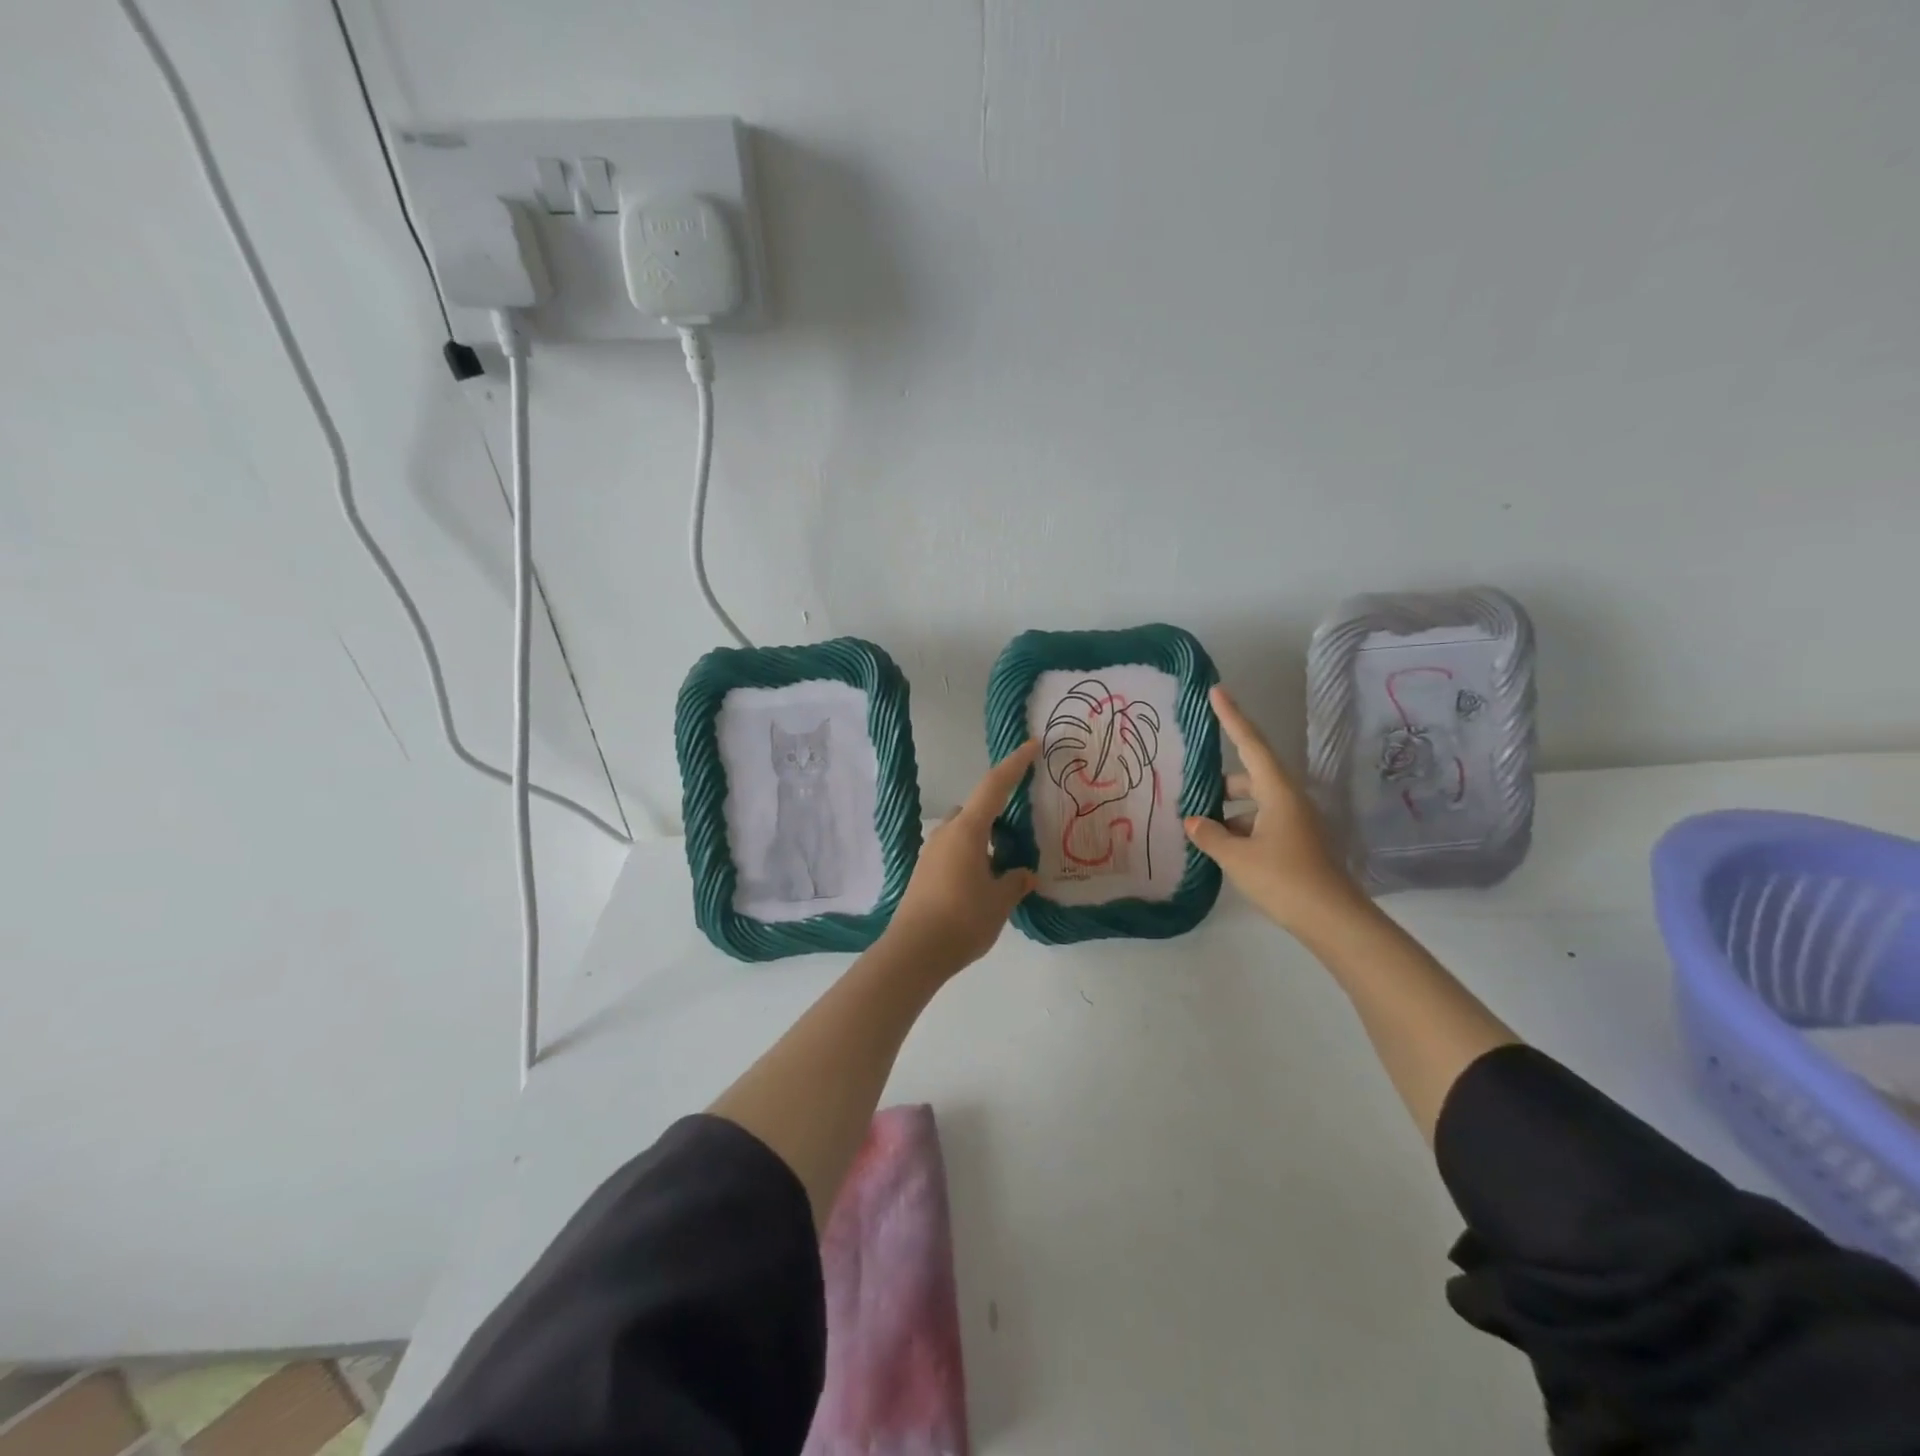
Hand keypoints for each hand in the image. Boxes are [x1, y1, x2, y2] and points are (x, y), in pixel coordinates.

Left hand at [883, 740, 1040, 974]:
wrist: (914, 952)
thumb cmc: (962, 920)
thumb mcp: (999, 901)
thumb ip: (1015, 882)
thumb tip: (1022, 873)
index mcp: (968, 830)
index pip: (994, 786)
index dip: (1015, 764)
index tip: (1032, 745)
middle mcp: (947, 833)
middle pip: (977, 810)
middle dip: (1000, 814)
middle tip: (1023, 834)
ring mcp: (932, 852)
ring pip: (965, 832)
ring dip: (985, 840)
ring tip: (1007, 866)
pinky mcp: (925, 872)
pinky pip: (955, 851)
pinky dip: (973, 856)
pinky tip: (985, 884)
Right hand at [1184, 686, 1364, 933]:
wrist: (1333, 920)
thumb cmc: (1284, 880)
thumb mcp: (1237, 857)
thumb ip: (1210, 835)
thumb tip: (1193, 821)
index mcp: (1278, 792)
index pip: (1251, 744)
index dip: (1232, 717)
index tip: (1217, 691)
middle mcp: (1289, 799)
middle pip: (1251, 775)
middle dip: (1222, 781)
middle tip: (1192, 788)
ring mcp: (1295, 822)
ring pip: (1255, 803)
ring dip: (1228, 810)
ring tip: (1199, 826)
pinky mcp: (1296, 843)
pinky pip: (1261, 822)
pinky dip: (1240, 827)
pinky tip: (1220, 846)